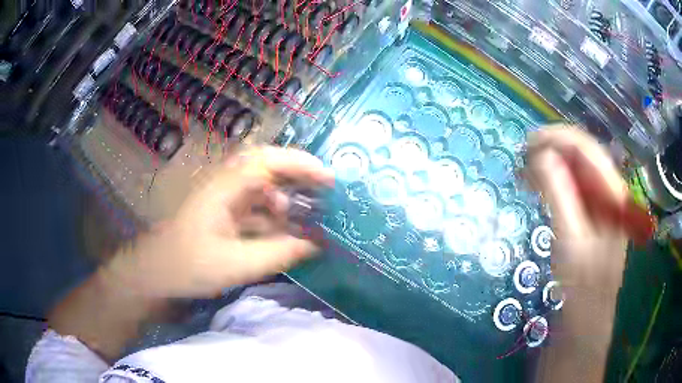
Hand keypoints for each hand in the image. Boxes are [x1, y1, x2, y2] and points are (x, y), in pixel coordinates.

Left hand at [107, 146, 334, 298]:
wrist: (155, 273)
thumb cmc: (190, 265)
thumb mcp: (238, 265)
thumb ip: (280, 253)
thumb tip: (317, 243)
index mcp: (226, 187)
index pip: (269, 160)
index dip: (301, 164)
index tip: (330, 179)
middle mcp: (226, 184)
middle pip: (268, 167)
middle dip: (298, 176)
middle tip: (325, 191)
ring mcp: (223, 198)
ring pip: (262, 188)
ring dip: (287, 198)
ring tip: (309, 217)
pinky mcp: (223, 213)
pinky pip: (254, 207)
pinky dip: (274, 216)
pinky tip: (285, 232)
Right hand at [526, 125, 627, 382]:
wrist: (584, 325)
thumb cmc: (582, 287)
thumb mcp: (571, 240)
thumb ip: (559, 194)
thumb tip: (539, 155)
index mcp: (613, 193)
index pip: (587, 148)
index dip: (558, 138)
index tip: (527, 144)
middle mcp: (609, 193)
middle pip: (581, 157)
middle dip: (552, 151)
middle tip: (522, 161)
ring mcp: (600, 207)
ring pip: (575, 172)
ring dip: (550, 167)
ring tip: (524, 175)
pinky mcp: (589, 220)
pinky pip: (572, 191)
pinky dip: (553, 185)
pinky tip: (538, 190)